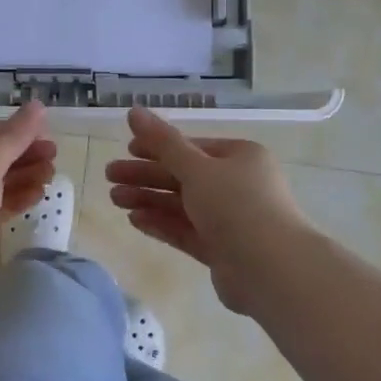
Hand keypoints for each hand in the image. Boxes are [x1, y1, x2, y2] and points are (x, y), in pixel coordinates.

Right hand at [105, 107, 311, 314]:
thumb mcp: (196, 168)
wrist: (272, 269)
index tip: (127, 149)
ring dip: (148, 199)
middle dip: (146, 176)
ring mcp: (230, 219)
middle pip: (183, 176)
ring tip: (114, 199)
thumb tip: (132, 110)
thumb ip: (162, 142)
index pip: (192, 147)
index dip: (158, 147)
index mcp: (240, 157)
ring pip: (181, 204)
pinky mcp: (221, 249)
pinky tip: (134, 220)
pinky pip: (186, 230)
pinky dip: (161, 223)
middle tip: (109, 176)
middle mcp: (237, 185)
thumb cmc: (236, 205)